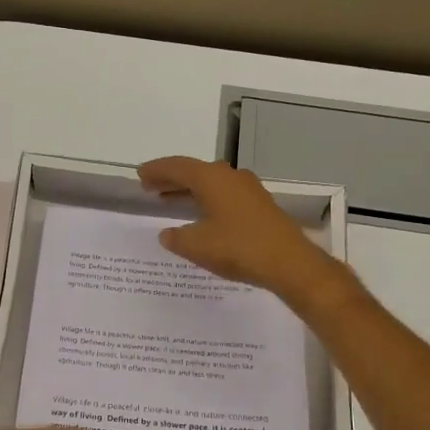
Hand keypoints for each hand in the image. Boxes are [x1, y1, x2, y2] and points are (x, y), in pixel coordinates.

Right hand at [137, 156, 353, 313]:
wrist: (289, 262)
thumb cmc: (238, 248)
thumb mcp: (197, 245)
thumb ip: (176, 237)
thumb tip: (167, 234)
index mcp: (211, 178)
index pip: (177, 166)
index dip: (157, 170)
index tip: (140, 174)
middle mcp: (230, 176)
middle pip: (194, 172)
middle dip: (171, 179)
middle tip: (150, 187)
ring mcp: (248, 189)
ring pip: (210, 184)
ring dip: (189, 190)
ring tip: (169, 200)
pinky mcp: (259, 205)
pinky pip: (224, 195)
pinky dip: (206, 200)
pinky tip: (200, 216)